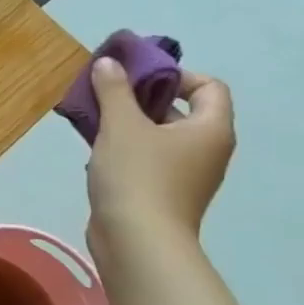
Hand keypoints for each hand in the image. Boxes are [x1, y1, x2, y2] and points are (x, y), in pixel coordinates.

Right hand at [85, 59, 235, 263]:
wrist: (137, 241)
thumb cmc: (138, 176)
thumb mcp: (121, 124)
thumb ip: (114, 89)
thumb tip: (110, 63)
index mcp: (210, 128)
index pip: (209, 86)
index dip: (175, 74)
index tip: (136, 77)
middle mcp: (207, 149)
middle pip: (180, 109)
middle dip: (142, 96)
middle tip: (106, 93)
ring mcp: (187, 174)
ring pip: (159, 134)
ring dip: (128, 122)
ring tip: (93, 118)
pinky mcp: (164, 192)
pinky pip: (148, 157)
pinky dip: (125, 147)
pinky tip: (95, 148)